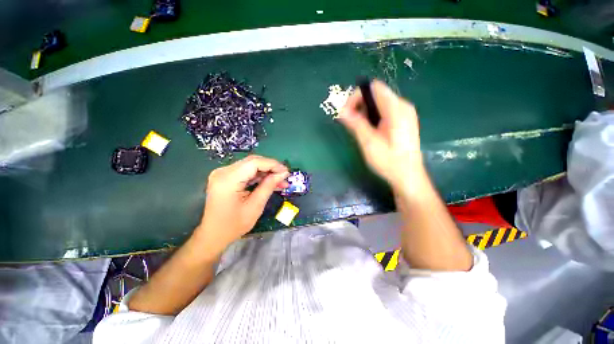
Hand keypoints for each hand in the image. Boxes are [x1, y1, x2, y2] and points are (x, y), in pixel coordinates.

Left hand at [195, 155, 288, 250]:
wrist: (213, 235)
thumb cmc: (233, 225)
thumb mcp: (255, 206)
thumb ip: (269, 186)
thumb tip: (283, 173)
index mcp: (228, 179)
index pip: (254, 163)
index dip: (273, 165)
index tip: (287, 172)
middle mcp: (223, 172)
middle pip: (252, 162)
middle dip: (271, 168)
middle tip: (285, 177)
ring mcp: (223, 173)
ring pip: (250, 166)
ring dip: (266, 172)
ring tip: (280, 181)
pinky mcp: (225, 177)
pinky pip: (245, 172)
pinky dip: (258, 176)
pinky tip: (269, 182)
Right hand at [338, 80, 422, 190]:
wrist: (407, 176)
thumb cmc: (389, 161)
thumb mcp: (369, 142)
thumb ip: (355, 124)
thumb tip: (341, 111)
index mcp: (396, 109)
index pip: (373, 88)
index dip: (356, 97)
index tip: (346, 113)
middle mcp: (402, 106)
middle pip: (375, 94)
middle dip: (359, 105)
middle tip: (350, 123)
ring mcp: (403, 113)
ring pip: (378, 103)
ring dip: (364, 113)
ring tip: (358, 129)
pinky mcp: (402, 121)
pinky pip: (383, 112)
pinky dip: (372, 117)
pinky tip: (369, 131)